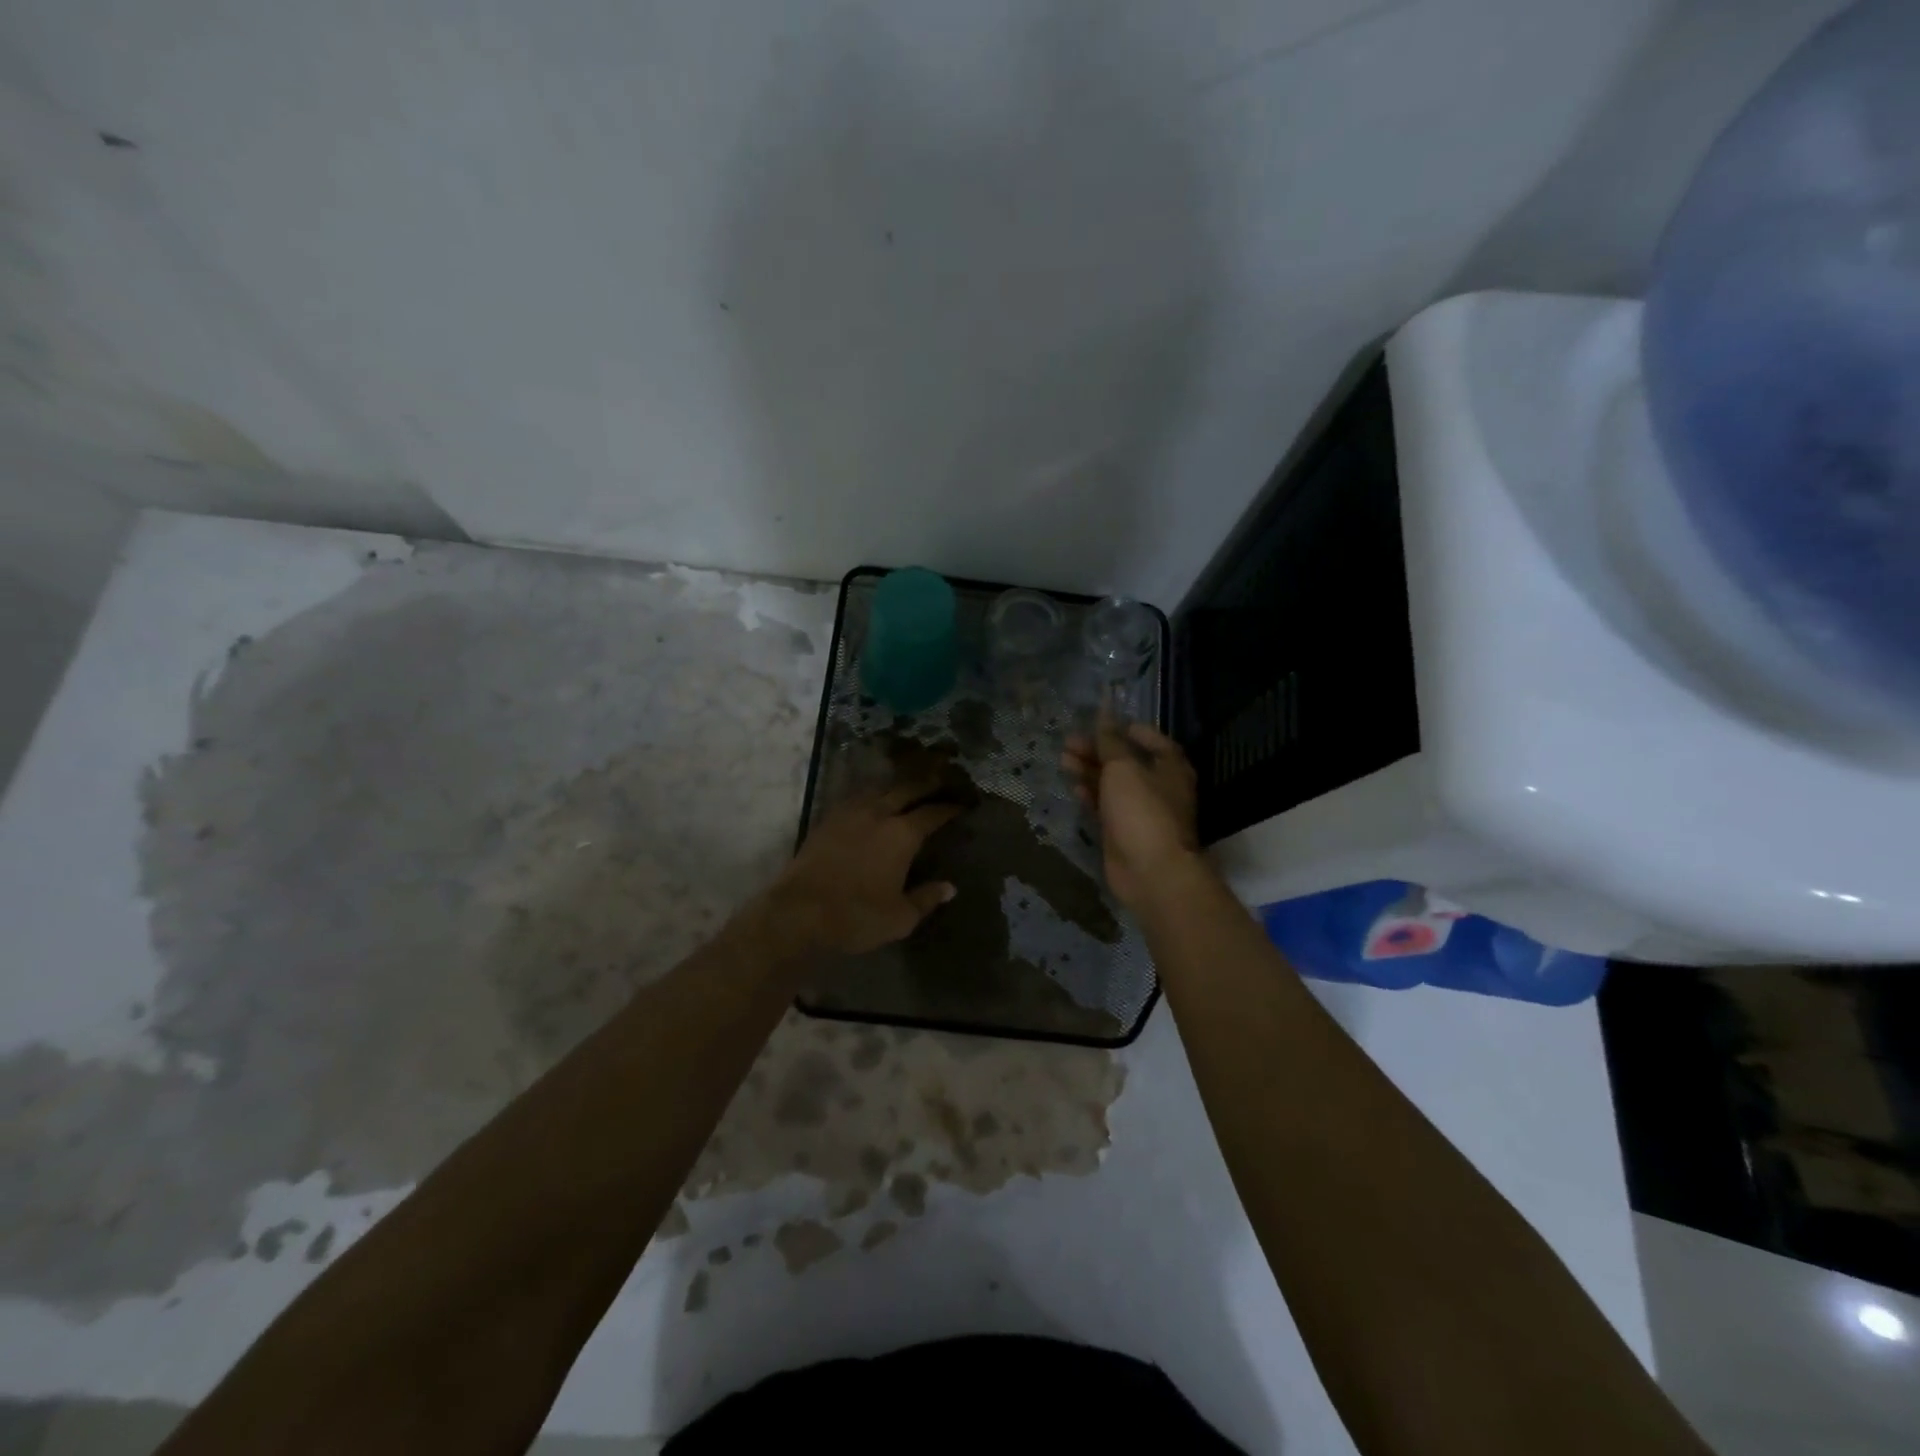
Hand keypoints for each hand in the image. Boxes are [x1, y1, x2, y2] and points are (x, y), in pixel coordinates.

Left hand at [759, 777, 961, 956]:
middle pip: (906, 789)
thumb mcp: (900, 918)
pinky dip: (871, 795)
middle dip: (926, 783)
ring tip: (907, 786)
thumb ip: (926, 898)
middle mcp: (878, 814)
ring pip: (879, 789)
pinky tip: (872, 801)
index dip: (948, 808)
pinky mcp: (826, 820)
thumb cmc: (856, 917)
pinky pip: (855, 797)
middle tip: (941, 779)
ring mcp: (849, 813)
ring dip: (896, 785)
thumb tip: (949, 888)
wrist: (799, 913)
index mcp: (902, 834)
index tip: (961, 804)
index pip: (932, 813)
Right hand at [1061, 717, 1199, 910]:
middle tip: (1068, 742)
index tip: (1098, 722)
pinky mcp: (1123, 831)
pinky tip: (1073, 787)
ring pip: (1112, 784)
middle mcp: (1158, 785)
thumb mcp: (1123, 767)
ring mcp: (1141, 810)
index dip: (1124, 728)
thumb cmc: (1142, 810)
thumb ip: (1110, 741)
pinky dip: (1090, 795)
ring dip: (1089, 770)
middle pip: (1125, 761)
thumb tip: (1105, 714)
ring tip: (1063, 759)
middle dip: (1097, 750)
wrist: (1150, 871)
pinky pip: (1105, 806)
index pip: (1149, 738)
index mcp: (1169, 765)